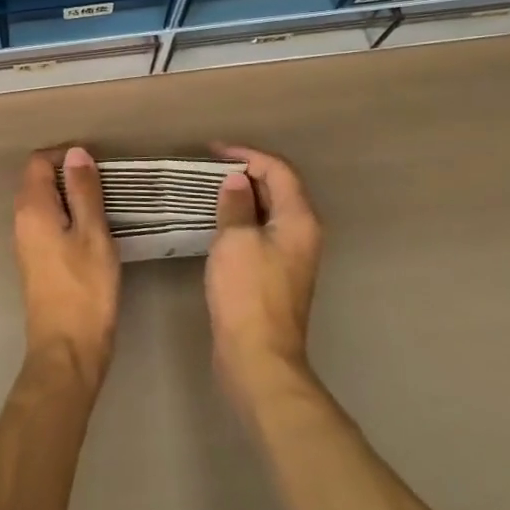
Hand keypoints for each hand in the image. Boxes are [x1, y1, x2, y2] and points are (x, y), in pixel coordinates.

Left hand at [13, 147, 120, 390]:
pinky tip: (91, 231)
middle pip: (37, 180)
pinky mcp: (35, 261)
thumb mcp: (93, 234)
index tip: (96, 165)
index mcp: (32, 208)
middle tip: (104, 184)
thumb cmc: (85, 289)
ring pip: (43, 202)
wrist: (67, 350)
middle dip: (68, 174)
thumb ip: (84, 191)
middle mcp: (21, 220)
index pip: (39, 161)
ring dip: (68, 197)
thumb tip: (76, 152)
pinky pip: (46, 223)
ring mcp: (25, 242)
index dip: (66, 155)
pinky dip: (66, 217)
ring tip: (103, 205)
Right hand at [206, 144, 323, 410]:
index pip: (278, 170)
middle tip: (208, 167)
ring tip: (208, 188)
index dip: (247, 154)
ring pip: (268, 211)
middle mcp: (302, 234)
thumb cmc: (247, 293)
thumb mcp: (236, 240)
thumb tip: (236, 181)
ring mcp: (291, 256)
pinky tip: (217, 222)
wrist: (258, 358)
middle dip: (245, 171)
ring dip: (242, 196)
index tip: (212, 151)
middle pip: (278, 188)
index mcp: (299, 220)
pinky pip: (260, 232)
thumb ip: (237, 204)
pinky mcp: (276, 275)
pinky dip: (241, 219)